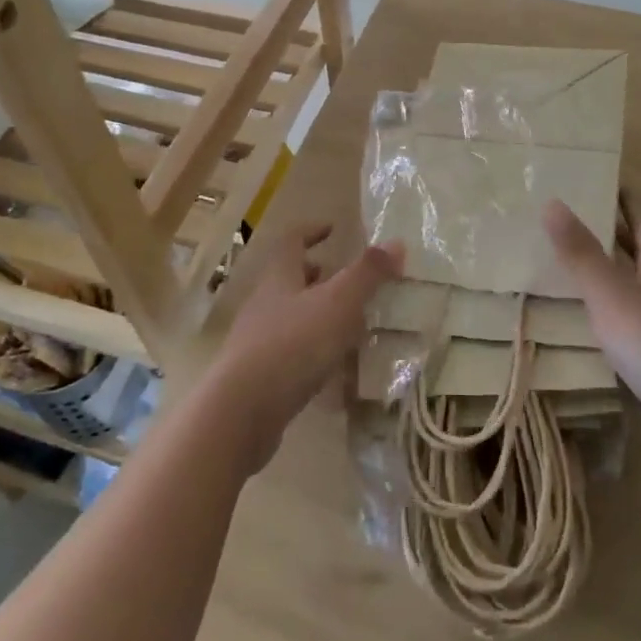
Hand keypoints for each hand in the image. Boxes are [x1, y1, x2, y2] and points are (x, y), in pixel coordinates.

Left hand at [206, 225, 403, 472]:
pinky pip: (290, 351)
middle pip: (290, 278)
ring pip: (291, 315)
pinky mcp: (258, 375)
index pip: (293, 240)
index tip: (333, 229)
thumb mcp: (338, 303)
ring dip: (317, 314)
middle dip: (318, 275)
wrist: (242, 411)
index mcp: (280, 276)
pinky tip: (332, 367)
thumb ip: (368, 273)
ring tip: (349, 324)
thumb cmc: (293, 344)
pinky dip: (312, 350)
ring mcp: (257, 339)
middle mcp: (265, 302)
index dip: (312, 231)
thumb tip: (397, 243)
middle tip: (347, 280)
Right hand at [544, 198, 640, 476]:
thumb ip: (580, 252)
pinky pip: (634, 332)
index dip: (626, 201)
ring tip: (572, 271)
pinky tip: (591, 330)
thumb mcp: (610, 293)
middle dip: (616, 237)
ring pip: (638, 295)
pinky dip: (612, 321)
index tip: (605, 181)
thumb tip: (552, 202)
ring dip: (611, 280)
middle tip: (576, 221)